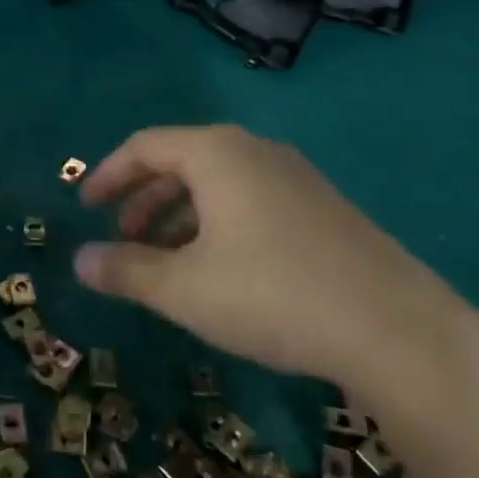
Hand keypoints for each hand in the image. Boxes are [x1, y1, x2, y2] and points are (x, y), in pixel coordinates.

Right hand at [74, 124, 467, 398]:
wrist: (398, 331)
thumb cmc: (273, 295)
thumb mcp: (184, 288)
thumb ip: (126, 270)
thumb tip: (79, 261)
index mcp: (217, 153)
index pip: (145, 146)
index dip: (108, 175)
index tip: (86, 207)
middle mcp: (255, 151)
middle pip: (181, 161)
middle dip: (143, 199)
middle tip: (122, 238)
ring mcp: (295, 177)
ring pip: (218, 184)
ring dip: (179, 216)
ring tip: (163, 260)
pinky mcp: (323, 208)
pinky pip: (250, 201)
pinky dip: (217, 224)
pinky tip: (219, 270)